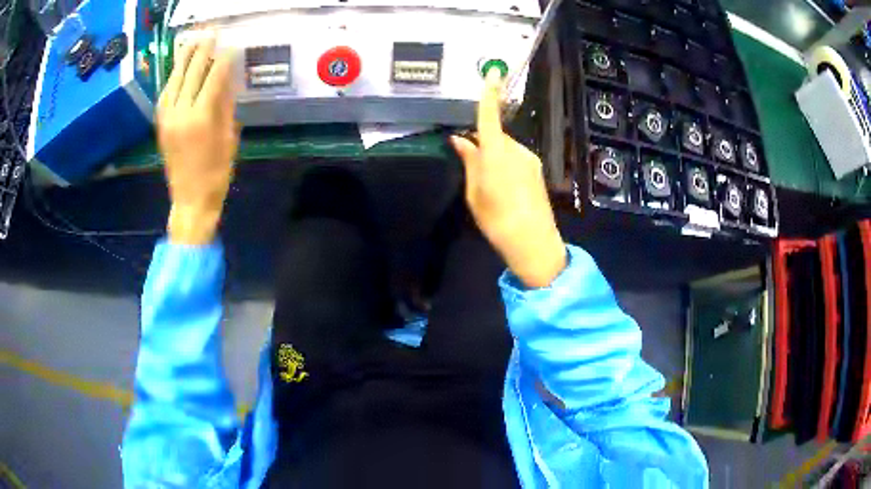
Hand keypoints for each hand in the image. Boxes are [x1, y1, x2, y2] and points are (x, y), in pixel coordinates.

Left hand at [158, 32, 238, 244]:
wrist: (190, 201)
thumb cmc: (216, 174)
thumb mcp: (228, 139)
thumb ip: (225, 106)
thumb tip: (226, 81)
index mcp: (201, 118)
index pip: (213, 78)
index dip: (222, 60)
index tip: (230, 46)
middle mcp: (181, 113)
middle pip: (191, 73)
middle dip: (202, 51)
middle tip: (210, 33)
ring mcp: (167, 119)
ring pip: (173, 80)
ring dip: (183, 58)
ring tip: (191, 41)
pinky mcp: (161, 125)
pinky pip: (164, 94)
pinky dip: (171, 78)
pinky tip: (177, 69)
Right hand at [451, 70, 565, 287]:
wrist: (534, 242)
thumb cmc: (497, 220)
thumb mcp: (475, 193)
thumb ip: (469, 162)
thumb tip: (459, 140)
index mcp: (496, 153)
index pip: (489, 116)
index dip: (489, 93)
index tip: (493, 71)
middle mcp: (516, 150)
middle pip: (495, 135)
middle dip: (482, 142)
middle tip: (469, 163)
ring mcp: (530, 159)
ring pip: (505, 148)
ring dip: (494, 156)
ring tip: (488, 185)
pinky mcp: (536, 170)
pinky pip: (515, 158)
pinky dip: (505, 164)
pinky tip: (503, 188)